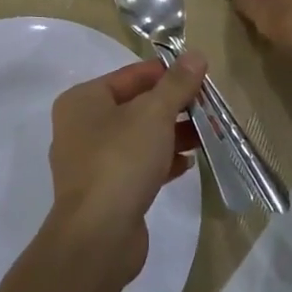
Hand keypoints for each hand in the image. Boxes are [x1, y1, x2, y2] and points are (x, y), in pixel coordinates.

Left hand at [47, 54, 206, 286]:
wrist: (98, 236)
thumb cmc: (121, 160)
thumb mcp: (154, 114)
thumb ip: (176, 84)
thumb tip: (196, 54)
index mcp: (83, 100)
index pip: (131, 75)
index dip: (167, 73)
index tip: (201, 76)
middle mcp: (81, 126)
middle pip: (136, 106)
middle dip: (174, 106)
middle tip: (210, 107)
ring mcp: (91, 162)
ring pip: (139, 137)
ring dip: (173, 134)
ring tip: (208, 134)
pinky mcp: (106, 192)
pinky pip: (138, 165)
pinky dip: (162, 160)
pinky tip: (188, 163)